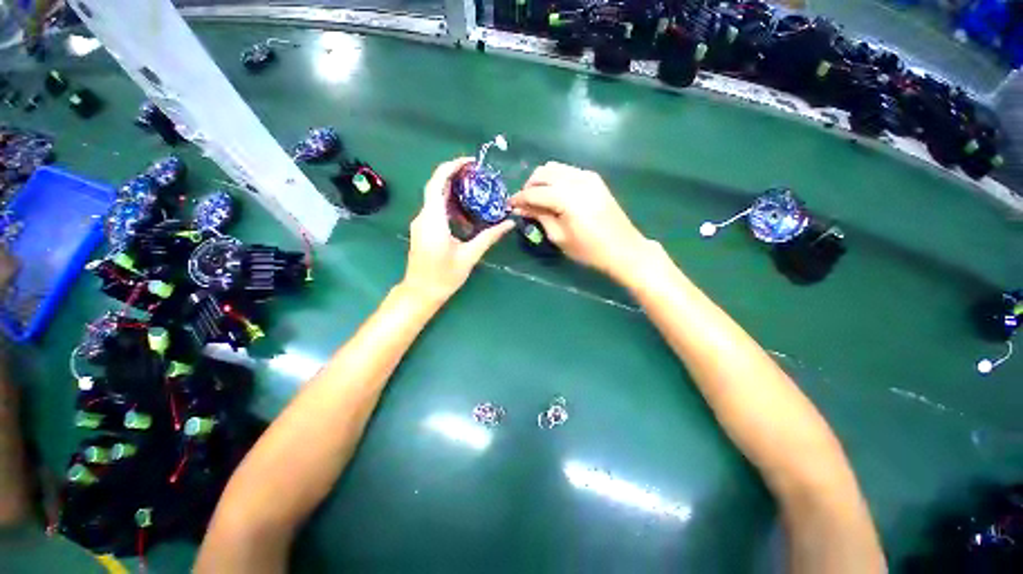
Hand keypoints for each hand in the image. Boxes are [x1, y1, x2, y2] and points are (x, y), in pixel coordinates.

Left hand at [402, 158, 513, 304]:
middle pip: (436, 187)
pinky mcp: (422, 229)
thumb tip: (508, 223)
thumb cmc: (444, 277)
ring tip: (477, 193)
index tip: (471, 162)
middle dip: (456, 176)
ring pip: (436, 198)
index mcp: (433, 220)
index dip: (452, 167)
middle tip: (479, 176)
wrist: (420, 293)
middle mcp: (423, 216)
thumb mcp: (469, 256)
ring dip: (455, 192)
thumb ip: (489, 237)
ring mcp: (421, 223)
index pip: (437, 183)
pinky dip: (451, 206)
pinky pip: (436, 210)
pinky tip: (467, 214)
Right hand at [509, 162, 650, 279]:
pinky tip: (555, 195)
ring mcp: (587, 176)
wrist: (623, 249)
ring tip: (538, 199)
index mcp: (566, 197)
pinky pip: (568, 171)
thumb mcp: (559, 236)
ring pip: (555, 168)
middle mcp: (576, 179)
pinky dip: (556, 179)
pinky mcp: (594, 179)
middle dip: (529, 186)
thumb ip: (539, 216)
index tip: (509, 205)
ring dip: (542, 180)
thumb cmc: (589, 249)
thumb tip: (521, 208)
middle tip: (525, 203)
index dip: (519, 198)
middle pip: (543, 172)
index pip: (534, 191)